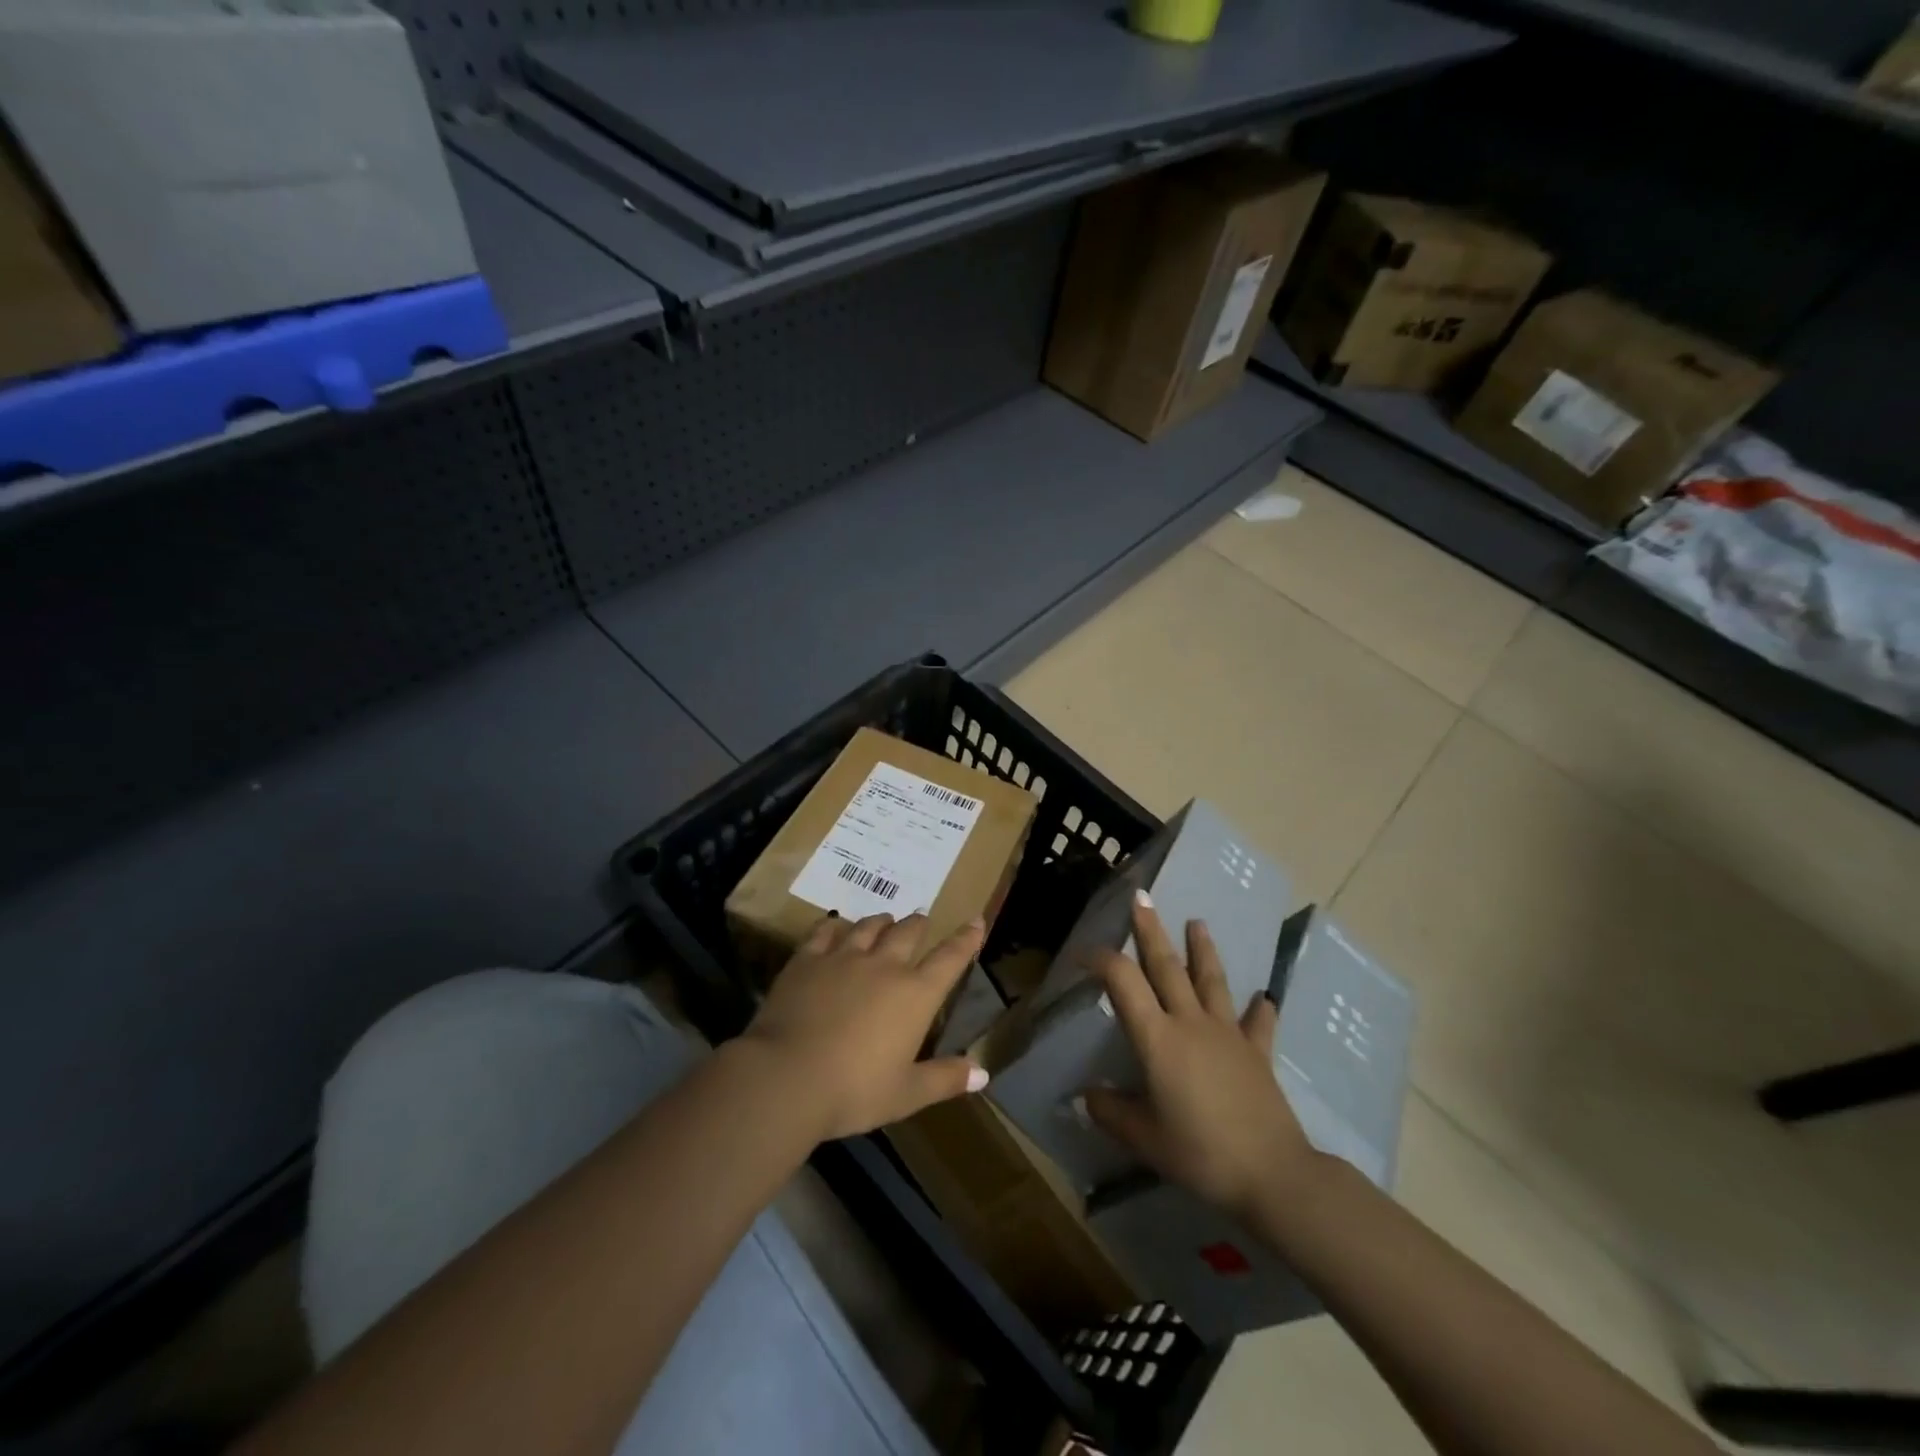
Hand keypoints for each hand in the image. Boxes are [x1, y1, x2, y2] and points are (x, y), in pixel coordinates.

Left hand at [742, 912, 988, 1141]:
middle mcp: (884, 966)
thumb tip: (983, 1073)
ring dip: (882, 921)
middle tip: (921, 920)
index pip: (950, 958)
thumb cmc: (854, 1091)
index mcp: (915, 995)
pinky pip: (826, 931)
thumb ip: (945, 1079)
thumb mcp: (906, 1094)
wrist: (786, 1077)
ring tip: (885, 920)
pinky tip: (836, 926)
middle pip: (908, 932)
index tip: (976, 921)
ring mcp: (844, 957)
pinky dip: (836, 925)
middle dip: (919, 924)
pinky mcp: (808, 959)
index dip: (966, 938)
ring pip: (869, 926)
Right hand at [1084, 895, 1320, 1220]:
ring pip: (1211, 981)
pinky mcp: (1256, 1052)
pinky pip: (1257, 1024)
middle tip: (1143, 897)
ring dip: (1202, 950)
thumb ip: (1111, 1112)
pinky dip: (1259, 1009)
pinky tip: (1264, 997)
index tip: (1084, 954)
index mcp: (1157, 1038)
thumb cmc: (1200, 1153)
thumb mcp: (1144, 1139)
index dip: (1101, 960)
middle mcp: (1190, 1023)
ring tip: (1197, 922)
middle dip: (1151, 930)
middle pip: (1167, 967)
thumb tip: (1086, 1095)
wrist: (1272, 1174)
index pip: (1123, 982)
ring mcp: (1227, 1034)